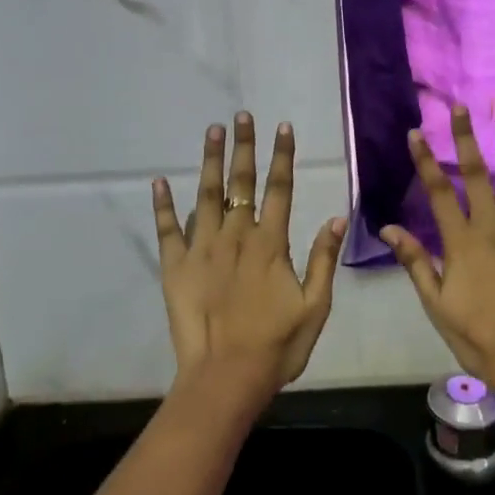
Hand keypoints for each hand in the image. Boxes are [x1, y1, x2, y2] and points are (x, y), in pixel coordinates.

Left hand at [153, 113, 346, 403]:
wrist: (226, 378)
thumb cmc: (276, 346)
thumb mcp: (314, 307)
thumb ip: (323, 261)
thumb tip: (335, 218)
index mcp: (270, 244)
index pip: (280, 190)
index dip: (282, 156)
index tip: (282, 127)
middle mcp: (236, 237)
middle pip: (241, 183)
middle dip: (244, 147)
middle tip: (242, 116)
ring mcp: (202, 249)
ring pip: (206, 196)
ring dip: (211, 161)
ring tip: (213, 131)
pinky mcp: (175, 267)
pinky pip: (167, 230)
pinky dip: (163, 205)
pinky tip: (159, 181)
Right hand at [381, 106, 494, 403]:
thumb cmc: (476, 336)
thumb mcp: (435, 303)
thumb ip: (416, 262)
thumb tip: (389, 229)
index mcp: (461, 242)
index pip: (438, 192)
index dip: (425, 161)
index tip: (416, 132)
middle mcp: (493, 229)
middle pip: (476, 176)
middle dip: (467, 140)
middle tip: (462, 108)